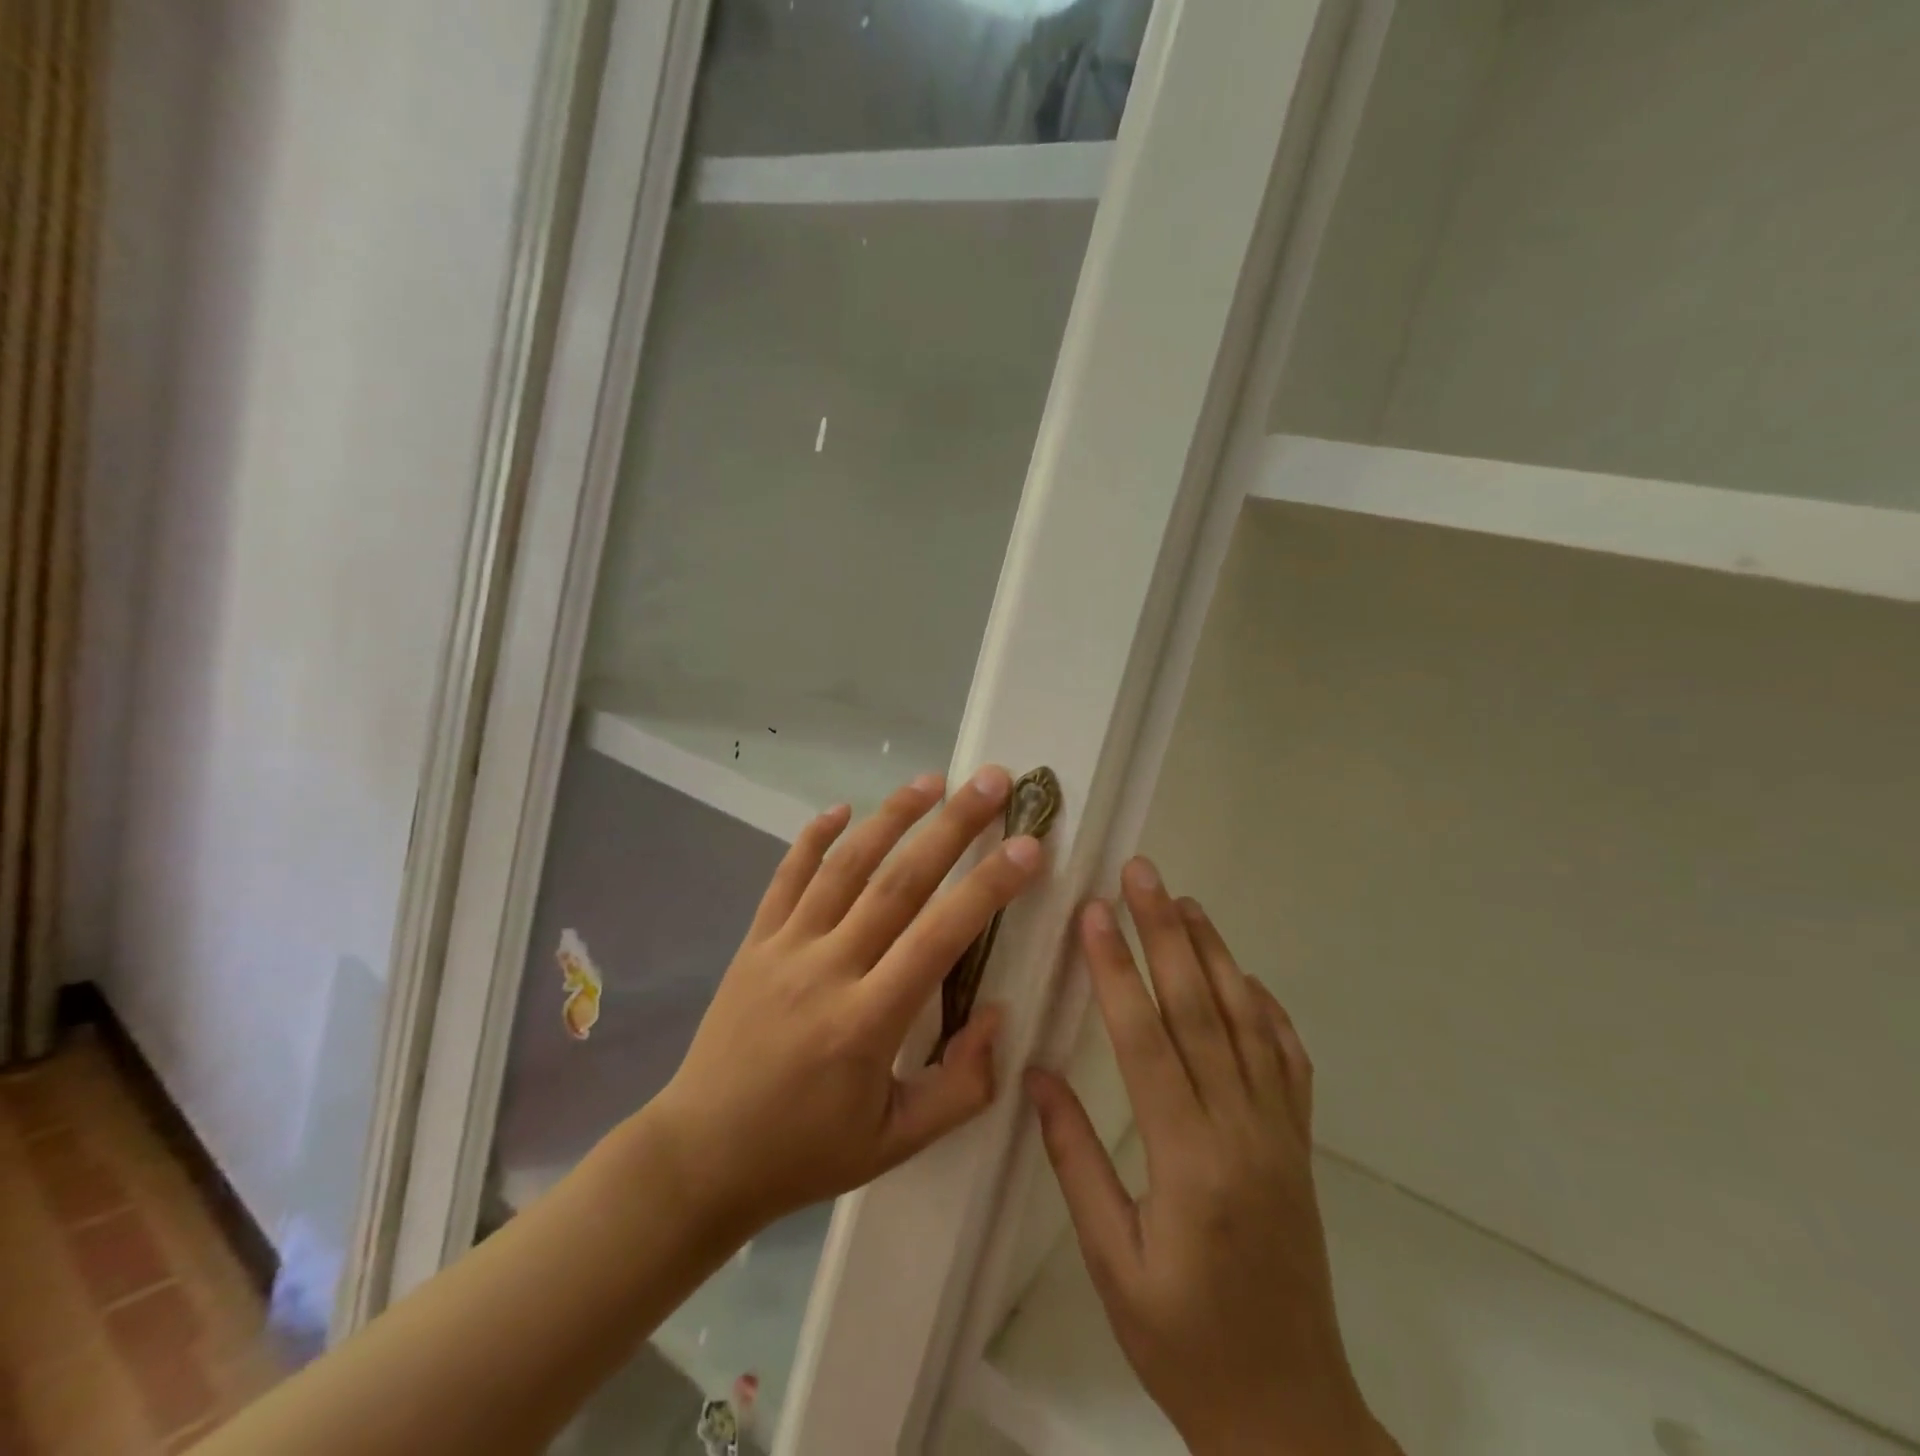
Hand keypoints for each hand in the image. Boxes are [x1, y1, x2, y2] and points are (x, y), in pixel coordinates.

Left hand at [649, 768, 1044, 1236]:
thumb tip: (997, 1013)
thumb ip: (962, 1086)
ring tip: (932, 780)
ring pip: (844, 866)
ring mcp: (784, 948)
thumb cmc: (806, 1153)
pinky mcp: (754, 942)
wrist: (701, 1156)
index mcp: (866, 1022)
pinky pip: (785, 877)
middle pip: (898, 881)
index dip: (988, 887)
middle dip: (951, 826)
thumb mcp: (897, 1144)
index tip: (1028, 847)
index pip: (939, 937)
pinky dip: (813, 838)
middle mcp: (826, 969)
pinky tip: (841, 808)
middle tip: (991, 780)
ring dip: (891, 816)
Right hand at [1025, 858, 1398, 1455]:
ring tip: (1186, 901)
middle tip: (1142, 874)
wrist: (1290, 1414)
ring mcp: (1281, 1132)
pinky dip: (1266, 1007)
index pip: (1145, 1039)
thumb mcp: (1111, 1263)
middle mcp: (1242, 1130)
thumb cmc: (1183, 1342)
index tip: (1093, 913)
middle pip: (1199, 1009)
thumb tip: (1037, 1075)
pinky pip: (1289, 1059)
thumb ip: (1075, 1161)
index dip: (1116, 969)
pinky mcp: (1301, 1143)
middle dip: (1165, 932)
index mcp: (1188, 1160)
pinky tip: (1244, 976)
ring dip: (1214, 953)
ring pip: (1246, 1020)